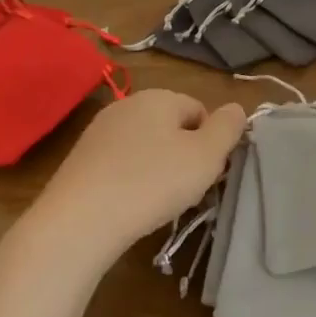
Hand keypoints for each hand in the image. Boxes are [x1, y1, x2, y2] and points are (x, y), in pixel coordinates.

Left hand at [27, 90, 246, 265]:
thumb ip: (228, 128)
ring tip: (157, 201)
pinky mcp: (81, 157)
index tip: (207, 174)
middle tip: (186, 189)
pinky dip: (130, 179)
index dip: (210, 143)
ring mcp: (100, 130)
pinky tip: (129, 204)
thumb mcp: (205, 157)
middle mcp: (128, 104)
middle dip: (184, 154)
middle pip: (171, 126)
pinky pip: (120, 162)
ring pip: (145, 144)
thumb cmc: (152, 183)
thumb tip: (237, 108)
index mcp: (159, 96)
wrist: (79, 220)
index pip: (199, 110)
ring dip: (157, 167)